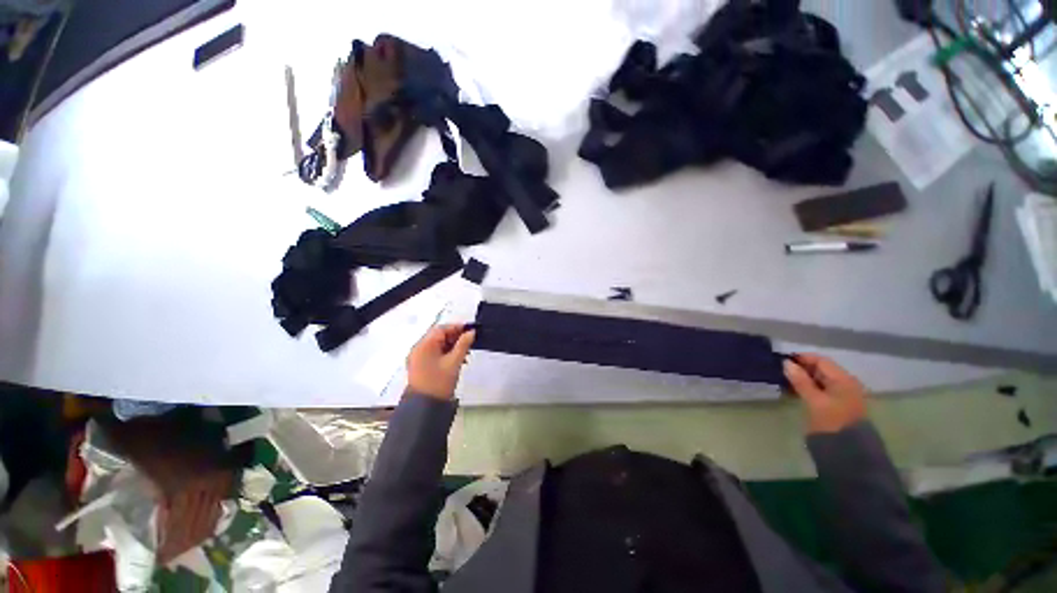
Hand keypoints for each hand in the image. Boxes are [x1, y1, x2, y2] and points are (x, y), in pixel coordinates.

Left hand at [406, 324, 475, 399]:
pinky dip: (445, 353)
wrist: (425, 406)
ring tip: (466, 352)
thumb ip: (463, 344)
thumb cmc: (440, 382)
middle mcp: (418, 348)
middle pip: (438, 335)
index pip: (441, 329)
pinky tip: (457, 359)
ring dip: (451, 345)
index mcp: (424, 345)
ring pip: (437, 344)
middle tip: (470, 341)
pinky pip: (434, 353)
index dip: (457, 327)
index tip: (471, 330)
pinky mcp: (420, 365)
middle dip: (455, 337)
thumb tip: (471, 332)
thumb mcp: (454, 362)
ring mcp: (418, 357)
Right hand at [783, 354, 867, 433]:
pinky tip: (795, 391)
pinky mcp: (838, 405)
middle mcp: (846, 383)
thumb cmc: (832, 421)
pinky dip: (808, 388)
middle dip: (801, 369)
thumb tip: (786, 363)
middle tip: (780, 372)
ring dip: (803, 379)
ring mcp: (843, 395)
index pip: (821, 361)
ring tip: (785, 382)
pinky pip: (821, 390)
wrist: (848, 451)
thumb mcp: (814, 400)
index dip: (801, 358)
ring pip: (820, 380)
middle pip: (821, 369)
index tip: (782, 361)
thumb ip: (800, 381)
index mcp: (843, 379)